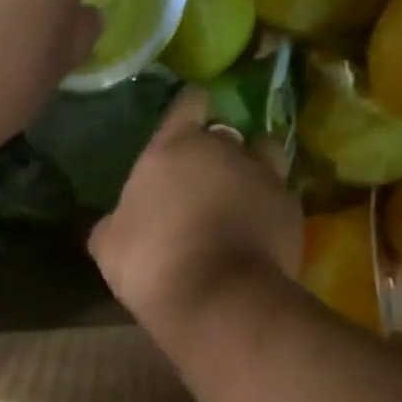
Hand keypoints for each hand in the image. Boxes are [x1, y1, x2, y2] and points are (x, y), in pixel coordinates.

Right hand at [89, 90, 303, 337]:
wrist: (218, 298)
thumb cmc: (152, 262)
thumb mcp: (109, 245)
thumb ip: (114, 222)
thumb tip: (115, 222)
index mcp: (174, 148)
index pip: (188, 103)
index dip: (188, 109)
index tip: (186, 120)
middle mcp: (224, 150)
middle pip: (225, 133)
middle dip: (215, 151)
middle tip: (202, 180)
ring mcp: (265, 177)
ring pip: (263, 154)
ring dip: (252, 166)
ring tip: (242, 192)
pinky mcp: (292, 209)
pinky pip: (279, 196)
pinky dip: (269, 207)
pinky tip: (258, 230)